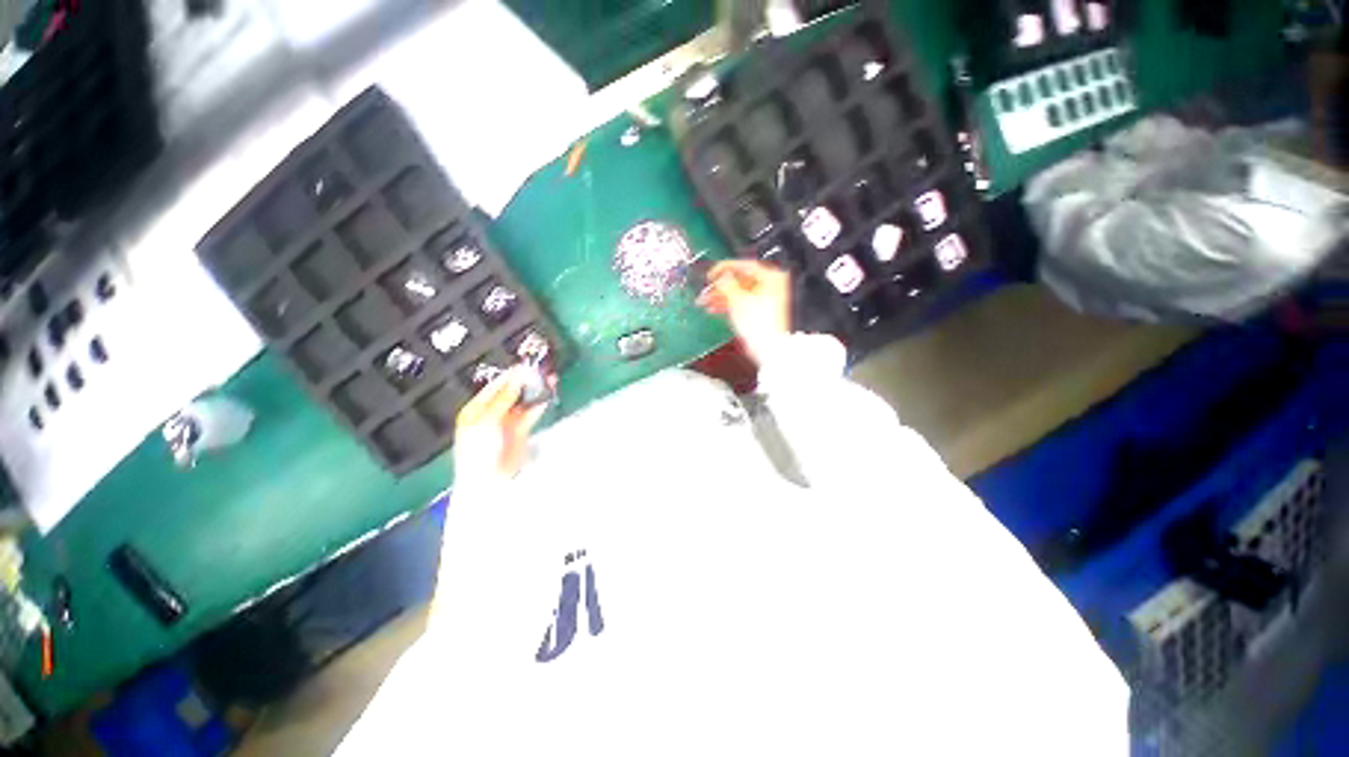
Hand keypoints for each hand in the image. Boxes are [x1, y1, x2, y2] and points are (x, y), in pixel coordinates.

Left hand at [454, 367, 548, 482]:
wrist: (489, 480)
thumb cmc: (478, 450)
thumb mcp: (487, 420)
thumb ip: (504, 398)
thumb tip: (516, 378)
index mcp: (476, 409)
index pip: (495, 387)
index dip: (510, 376)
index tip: (526, 365)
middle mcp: (492, 412)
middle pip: (511, 393)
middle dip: (525, 382)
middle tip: (540, 370)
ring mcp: (507, 422)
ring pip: (523, 402)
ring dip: (535, 392)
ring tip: (549, 379)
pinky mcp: (521, 430)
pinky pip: (531, 413)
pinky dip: (539, 404)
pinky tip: (548, 395)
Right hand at [696, 260, 790, 364]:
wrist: (767, 347)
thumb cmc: (759, 324)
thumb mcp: (738, 300)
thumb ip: (727, 285)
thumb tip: (721, 277)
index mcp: (771, 278)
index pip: (744, 266)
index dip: (724, 268)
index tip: (711, 273)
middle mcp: (771, 286)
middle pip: (740, 281)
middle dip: (719, 286)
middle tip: (705, 289)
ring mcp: (766, 300)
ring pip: (738, 293)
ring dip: (720, 296)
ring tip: (704, 302)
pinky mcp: (760, 312)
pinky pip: (741, 303)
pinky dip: (728, 305)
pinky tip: (713, 309)